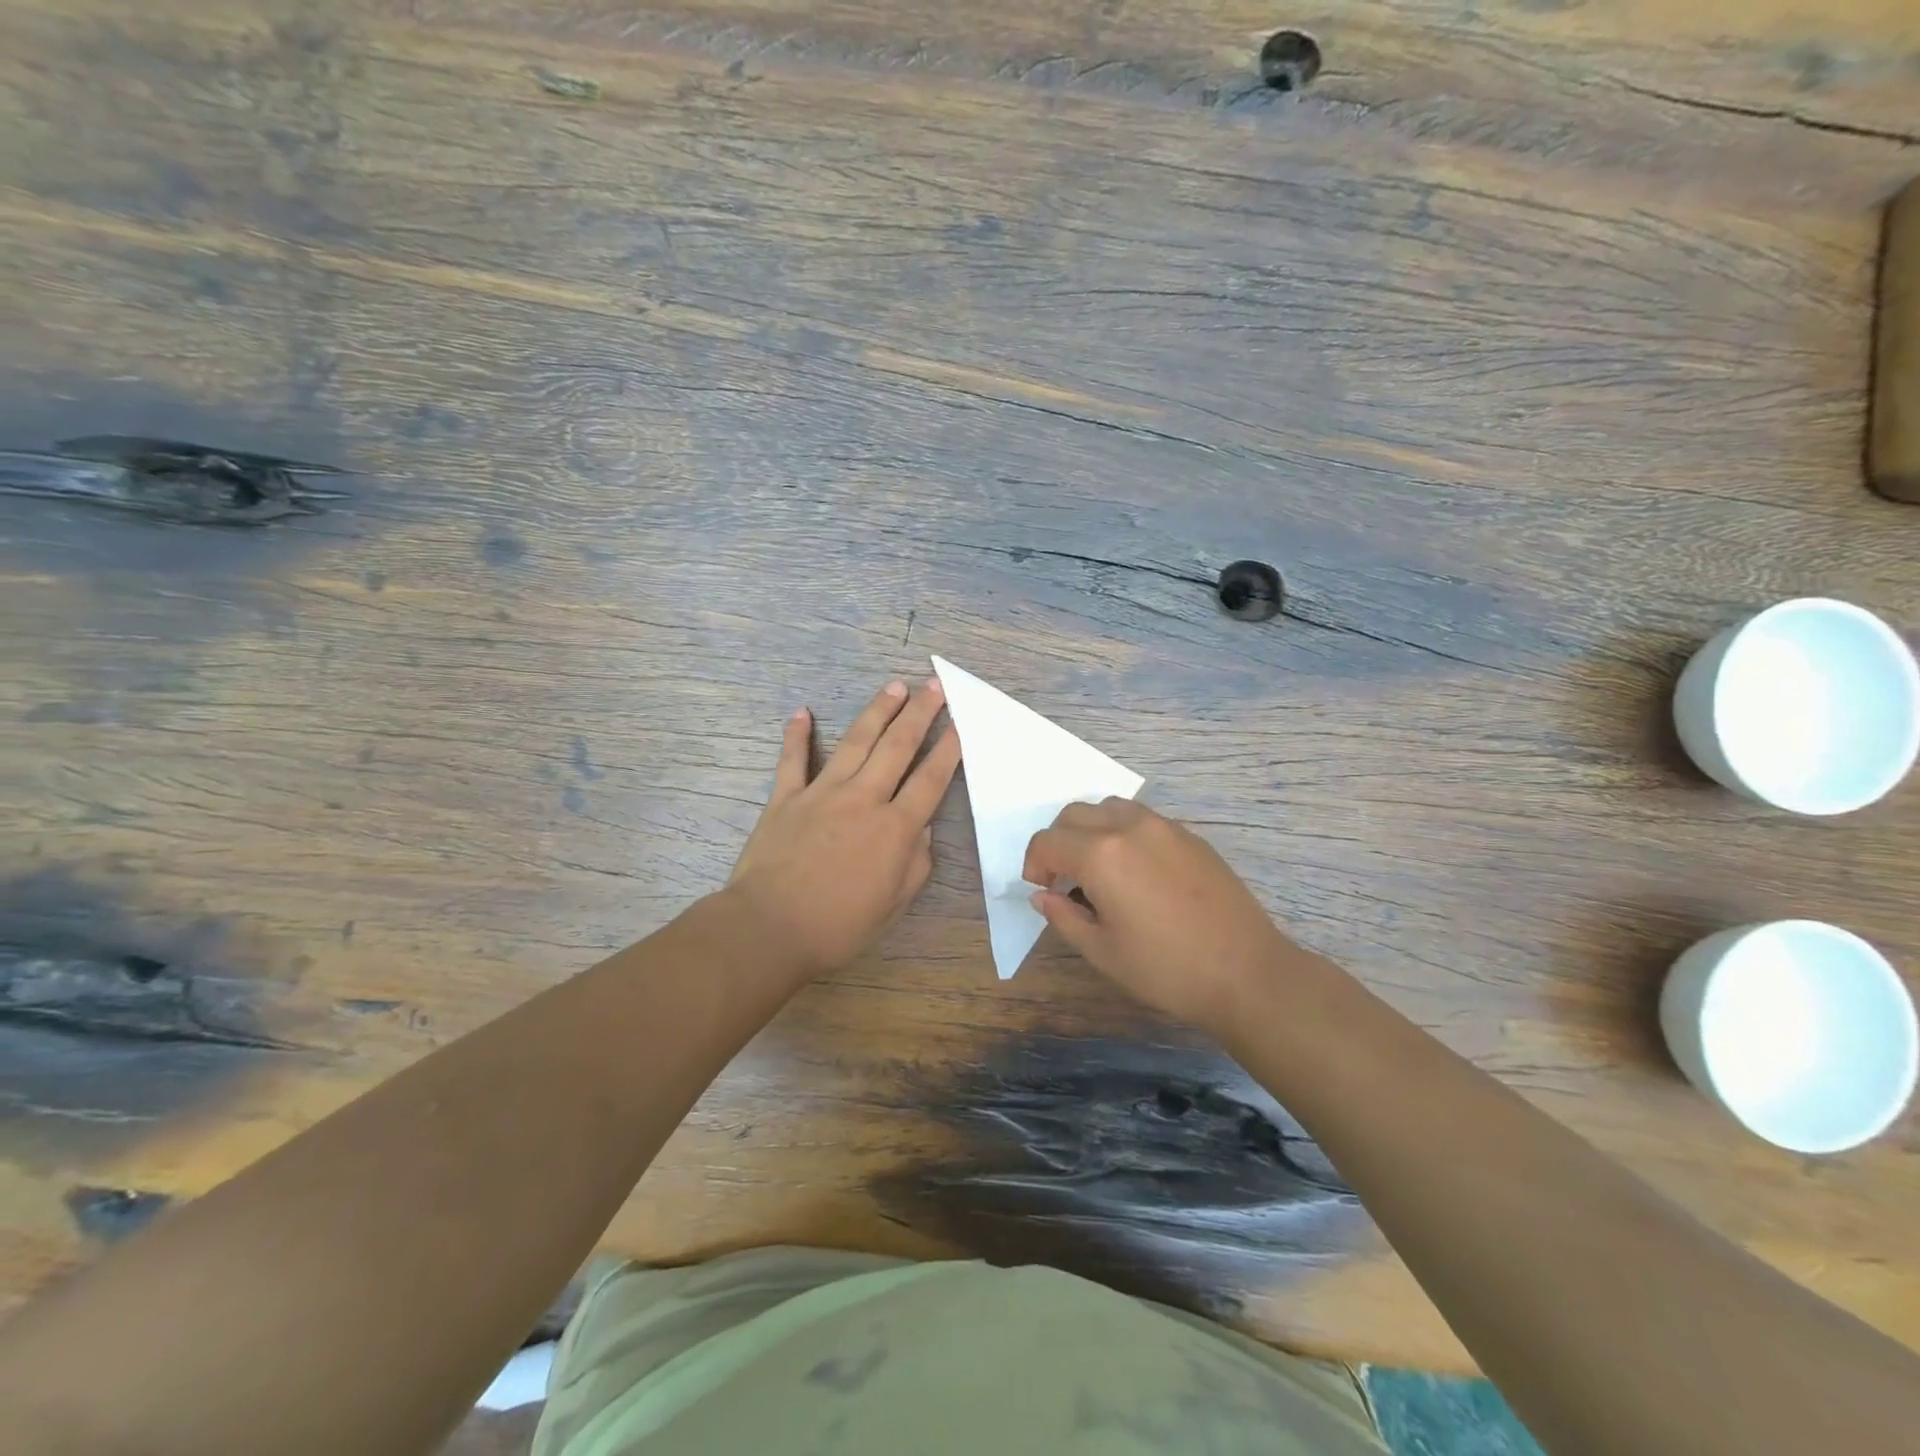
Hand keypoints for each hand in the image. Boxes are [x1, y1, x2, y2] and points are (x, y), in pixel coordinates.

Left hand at [728, 678, 960, 976]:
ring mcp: (822, 793)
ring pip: (856, 742)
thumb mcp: (894, 904)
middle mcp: (864, 799)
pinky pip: (792, 760)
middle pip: (897, 747)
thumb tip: (921, 830)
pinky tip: (802, 711)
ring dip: (877, 711)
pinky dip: (797, 735)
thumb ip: (915, 863)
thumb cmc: (839, 926)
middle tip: (934, 686)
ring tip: (894, 686)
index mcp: (895, 828)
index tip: (960, 723)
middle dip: (919, 714)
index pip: (930, 779)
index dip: (948, 749)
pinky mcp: (786, 798)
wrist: (770, 928)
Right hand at [1023, 798, 1291, 1032]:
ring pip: (1109, 808)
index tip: (1042, 890)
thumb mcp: (1102, 952)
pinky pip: (1141, 819)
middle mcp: (1128, 827)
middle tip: (1064, 880)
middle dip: (1058, 842)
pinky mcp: (1189, 836)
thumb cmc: (1166, 969)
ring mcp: (1163, 827)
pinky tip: (1135, 872)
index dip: (1034, 864)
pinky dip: (1122, 832)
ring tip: (1098, 870)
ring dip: (1090, 830)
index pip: (1048, 841)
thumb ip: (1063, 917)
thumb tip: (1042, 896)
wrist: (1246, 972)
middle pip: (1074, 815)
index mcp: (1101, 855)